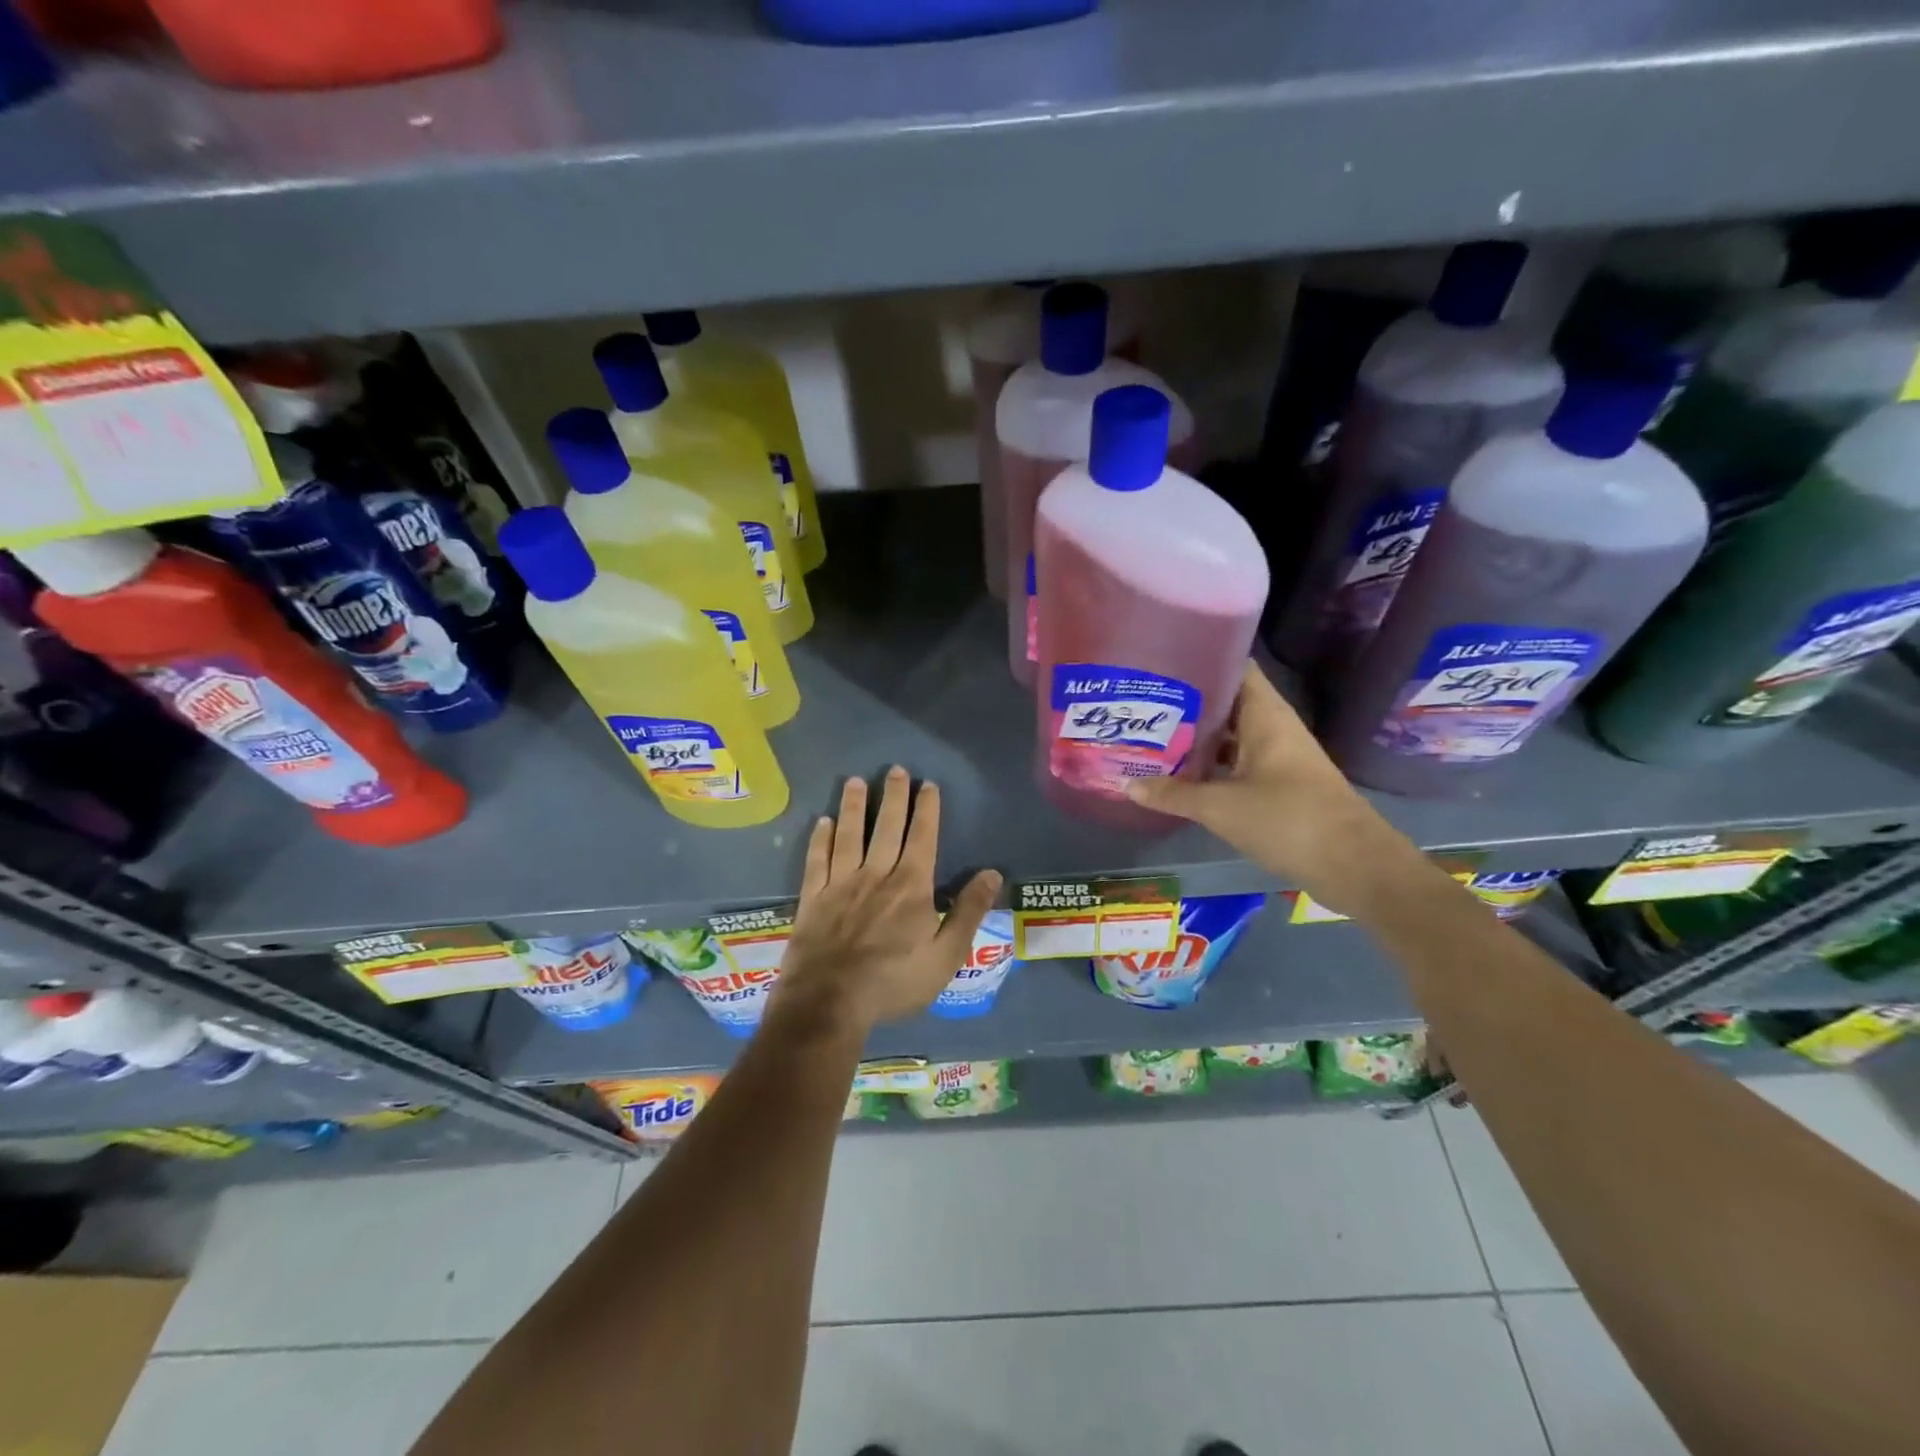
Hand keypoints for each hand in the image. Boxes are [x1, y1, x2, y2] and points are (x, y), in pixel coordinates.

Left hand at [773, 767, 1001, 1036]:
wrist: (829, 1002)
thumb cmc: (894, 982)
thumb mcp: (945, 955)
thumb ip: (968, 912)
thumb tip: (991, 874)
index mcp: (911, 886)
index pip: (922, 837)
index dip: (927, 810)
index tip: (928, 785)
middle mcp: (876, 874)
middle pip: (886, 827)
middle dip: (893, 797)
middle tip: (896, 770)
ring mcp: (841, 884)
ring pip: (850, 834)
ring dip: (854, 806)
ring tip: (856, 781)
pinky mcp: (814, 898)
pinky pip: (818, 859)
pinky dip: (821, 838)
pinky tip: (823, 822)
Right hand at [1125, 661, 1416, 914]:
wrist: (1353, 864)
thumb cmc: (1287, 819)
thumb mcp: (1220, 807)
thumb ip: (1173, 794)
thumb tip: (1126, 784)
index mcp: (1265, 715)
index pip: (1234, 667)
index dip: (1200, 659)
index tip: (1160, 662)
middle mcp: (1273, 727)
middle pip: (1227, 702)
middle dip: (1187, 702)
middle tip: (1142, 703)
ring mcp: (1278, 756)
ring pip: (1231, 735)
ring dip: (1197, 736)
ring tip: (1151, 734)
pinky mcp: (1279, 784)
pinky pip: (1237, 761)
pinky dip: (1212, 764)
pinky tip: (1181, 773)